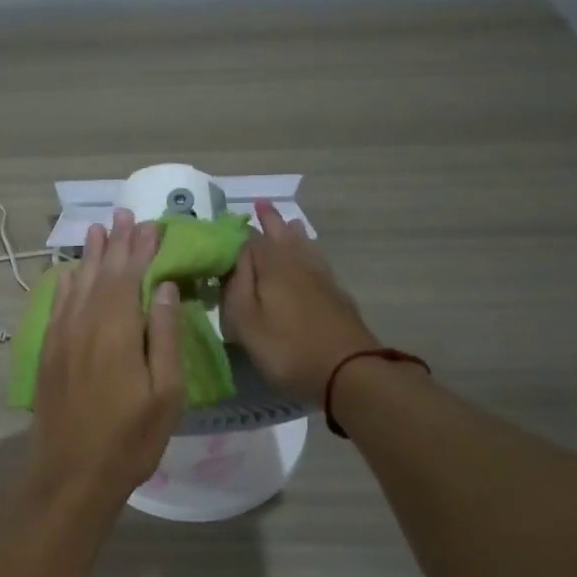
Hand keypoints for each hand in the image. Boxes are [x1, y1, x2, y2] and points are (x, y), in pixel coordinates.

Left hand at [27, 207, 184, 518]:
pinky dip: (66, 283)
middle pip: (103, 273)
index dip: (142, 248)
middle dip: (116, 242)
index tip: (152, 225)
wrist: (71, 474)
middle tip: (124, 213)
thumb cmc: (130, 438)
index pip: (130, 276)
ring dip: (90, 255)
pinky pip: (57, 305)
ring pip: (77, 284)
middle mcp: (85, 323)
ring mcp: (61, 337)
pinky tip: (70, 272)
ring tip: (99, 229)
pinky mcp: (48, 352)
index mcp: (117, 330)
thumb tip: (165, 287)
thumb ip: (165, 335)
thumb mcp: (166, 392)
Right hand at [223, 200, 385, 403]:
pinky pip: (319, 262)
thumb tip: (233, 256)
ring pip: (305, 247)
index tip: (226, 225)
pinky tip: (312, 260)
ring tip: (290, 223)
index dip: (237, 232)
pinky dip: (310, 253)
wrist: (350, 372)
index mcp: (272, 266)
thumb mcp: (246, 322)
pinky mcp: (338, 296)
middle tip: (261, 204)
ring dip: (294, 233)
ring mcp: (322, 279)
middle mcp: (298, 264)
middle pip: (282, 236)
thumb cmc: (288, 349)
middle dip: (270, 221)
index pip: (250, 239)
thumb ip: (235, 287)